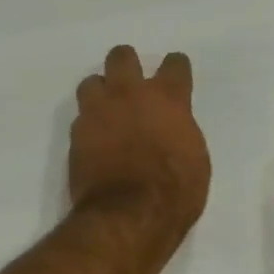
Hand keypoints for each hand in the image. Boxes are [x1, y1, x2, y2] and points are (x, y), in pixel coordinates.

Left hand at [69, 45, 211, 251]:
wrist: (130, 216)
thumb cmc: (175, 193)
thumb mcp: (196, 161)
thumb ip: (181, 134)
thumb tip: (172, 131)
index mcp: (168, 100)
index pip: (174, 65)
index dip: (176, 69)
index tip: (175, 77)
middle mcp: (130, 95)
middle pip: (122, 57)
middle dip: (127, 66)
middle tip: (132, 86)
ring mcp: (98, 112)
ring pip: (92, 81)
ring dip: (101, 92)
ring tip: (107, 112)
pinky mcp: (77, 134)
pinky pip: (80, 116)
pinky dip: (89, 124)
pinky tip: (96, 140)